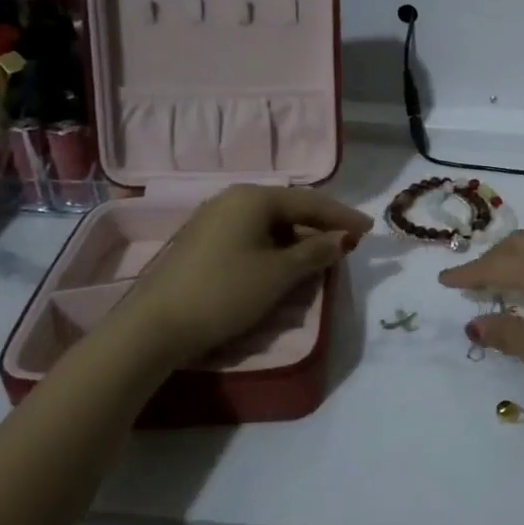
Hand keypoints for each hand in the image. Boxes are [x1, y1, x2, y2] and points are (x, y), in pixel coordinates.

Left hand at [107, 186, 371, 363]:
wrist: (154, 327)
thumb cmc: (224, 292)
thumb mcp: (278, 274)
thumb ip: (315, 252)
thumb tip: (341, 239)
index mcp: (254, 198)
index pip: (310, 201)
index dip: (342, 216)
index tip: (369, 230)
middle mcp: (233, 199)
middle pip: (289, 208)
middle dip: (320, 226)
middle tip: (346, 244)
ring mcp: (214, 219)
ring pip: (269, 223)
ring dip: (298, 239)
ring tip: (320, 257)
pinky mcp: (202, 241)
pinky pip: (251, 235)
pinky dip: (275, 246)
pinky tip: (284, 264)